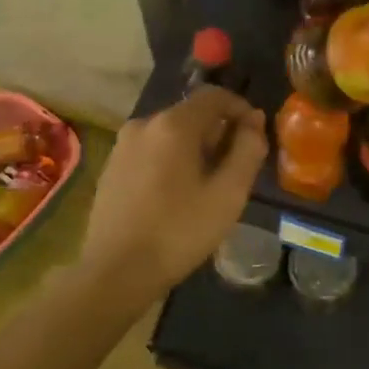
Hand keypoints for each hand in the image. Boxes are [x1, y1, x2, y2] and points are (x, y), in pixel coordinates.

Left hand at [77, 86, 268, 298]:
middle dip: (218, 133)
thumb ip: (247, 151)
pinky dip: (171, 161)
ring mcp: (123, 145)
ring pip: (171, 134)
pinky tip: (178, 195)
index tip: (256, 135)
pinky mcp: (112, 167)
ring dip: (195, 149)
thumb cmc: (179, 232)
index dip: (241, 109)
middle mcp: (144, 124)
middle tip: (236, 168)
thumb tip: (253, 122)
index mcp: (172, 124)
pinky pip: (151, 151)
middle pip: (191, 115)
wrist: (116, 272)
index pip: (215, 96)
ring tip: (209, 185)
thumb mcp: (228, 194)